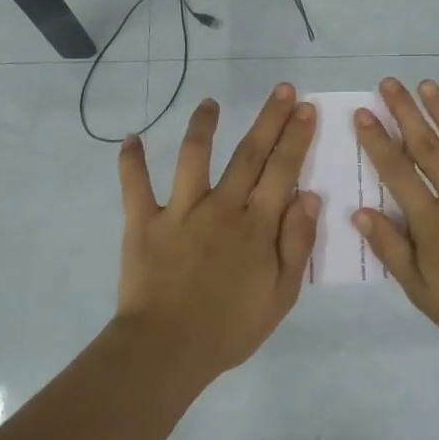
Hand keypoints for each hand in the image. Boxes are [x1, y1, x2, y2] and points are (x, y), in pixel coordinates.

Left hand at [113, 84, 320, 380]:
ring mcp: (180, 212)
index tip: (304, 108)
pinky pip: (135, 186)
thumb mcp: (281, 295)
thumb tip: (309, 195)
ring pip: (193, 157)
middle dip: (268, 120)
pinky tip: (130, 139)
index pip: (282, 171)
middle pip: (249, 155)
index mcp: (256, 226)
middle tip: (281, 89)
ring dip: (203, 126)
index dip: (295, 137)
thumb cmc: (230, 328)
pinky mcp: (144, 223)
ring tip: (210, 102)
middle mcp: (221, 208)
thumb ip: (296, 243)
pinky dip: (130, 162)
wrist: (168, 350)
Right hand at [354, 78, 438, 368]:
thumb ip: (391, 249)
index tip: (362, 113)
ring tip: (428, 85)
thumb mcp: (421, 292)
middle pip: (427, 149)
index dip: (377, 141)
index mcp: (432, 221)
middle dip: (406, 114)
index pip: (397, 173)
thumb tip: (360, 211)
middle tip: (390, 84)